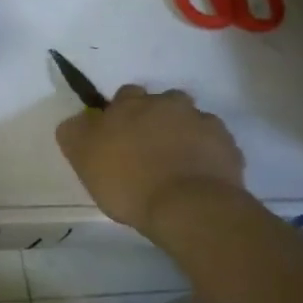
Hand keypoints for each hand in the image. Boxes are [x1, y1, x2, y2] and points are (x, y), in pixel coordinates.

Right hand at [56, 85, 245, 230]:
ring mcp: (201, 122)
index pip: (125, 94)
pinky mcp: (227, 145)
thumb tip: (77, 120)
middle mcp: (167, 103)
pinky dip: (207, 153)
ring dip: (184, 133)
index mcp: (130, 104)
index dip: (122, 114)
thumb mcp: (82, 158)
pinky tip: (199, 175)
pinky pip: (214, 143)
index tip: (119, 136)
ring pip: (190, 119)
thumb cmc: (128, 181)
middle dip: (156, 119)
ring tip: (178, 162)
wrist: (188, 207)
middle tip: (149, 149)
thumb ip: (74, 133)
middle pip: (161, 102)